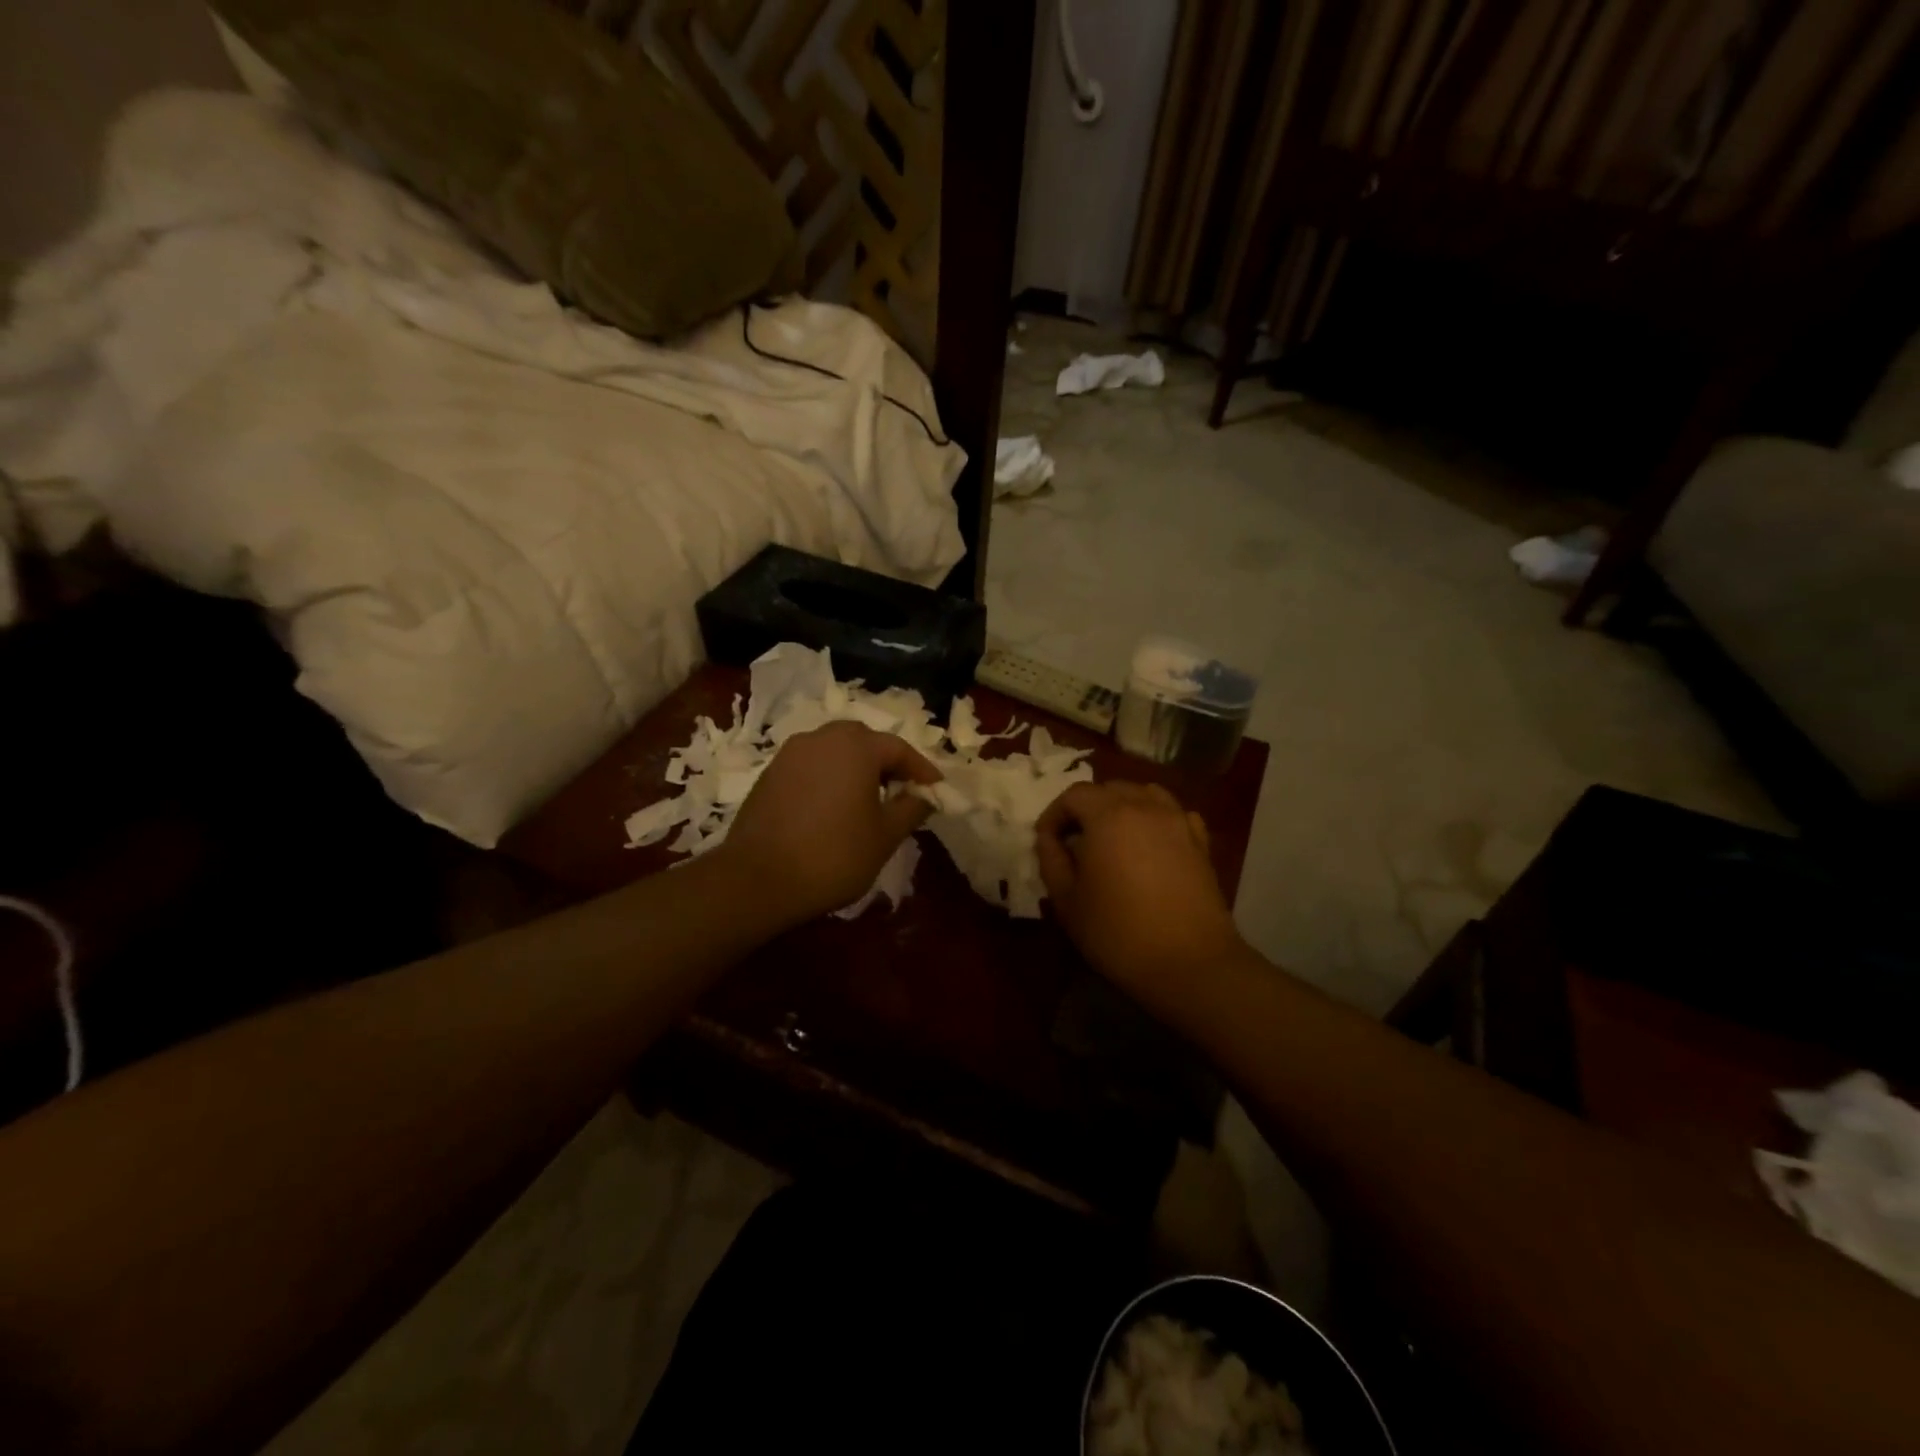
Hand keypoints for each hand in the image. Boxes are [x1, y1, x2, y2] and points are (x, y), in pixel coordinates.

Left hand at [716, 721, 941, 925]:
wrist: (757, 879)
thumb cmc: (834, 854)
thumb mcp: (885, 835)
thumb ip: (912, 808)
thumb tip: (925, 794)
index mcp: (856, 746)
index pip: (899, 748)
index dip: (921, 770)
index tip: (936, 790)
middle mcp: (822, 738)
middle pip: (864, 742)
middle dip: (887, 763)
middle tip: (902, 792)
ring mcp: (791, 754)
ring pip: (834, 751)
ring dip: (856, 769)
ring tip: (868, 801)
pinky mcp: (770, 774)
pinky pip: (811, 766)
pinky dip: (829, 778)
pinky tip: (833, 809)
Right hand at [1036, 782, 1244, 996]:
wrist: (1190, 963)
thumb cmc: (1118, 932)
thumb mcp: (1067, 900)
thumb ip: (1051, 860)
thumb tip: (1049, 838)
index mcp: (1109, 815)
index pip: (1074, 795)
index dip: (1054, 814)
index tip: (1046, 842)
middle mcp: (1145, 806)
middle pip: (1110, 789)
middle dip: (1087, 809)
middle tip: (1075, 841)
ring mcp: (1178, 821)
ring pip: (1144, 794)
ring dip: (1122, 807)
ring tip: (1112, 837)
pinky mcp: (1201, 842)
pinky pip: (1174, 813)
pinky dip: (1156, 818)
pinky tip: (1150, 843)